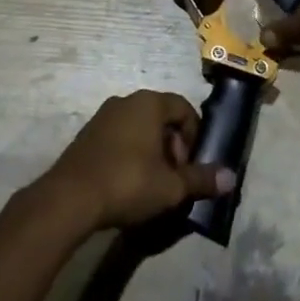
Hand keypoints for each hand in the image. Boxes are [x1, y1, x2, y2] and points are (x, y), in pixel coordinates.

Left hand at [40, 90, 233, 232]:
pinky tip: (126, 184)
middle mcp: (126, 101)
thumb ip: (201, 179)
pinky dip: (129, 155)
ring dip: (151, 152)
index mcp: (149, 103)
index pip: (183, 108)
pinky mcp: (86, 136)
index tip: (190, 165)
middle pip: (161, 118)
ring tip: (151, 184)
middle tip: (172, 177)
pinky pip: (118, 138)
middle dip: (173, 146)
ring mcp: (102, 117)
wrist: (68, 199)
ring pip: (139, 128)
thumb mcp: (170, 187)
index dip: (194, 136)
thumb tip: (231, 178)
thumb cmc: (127, 183)